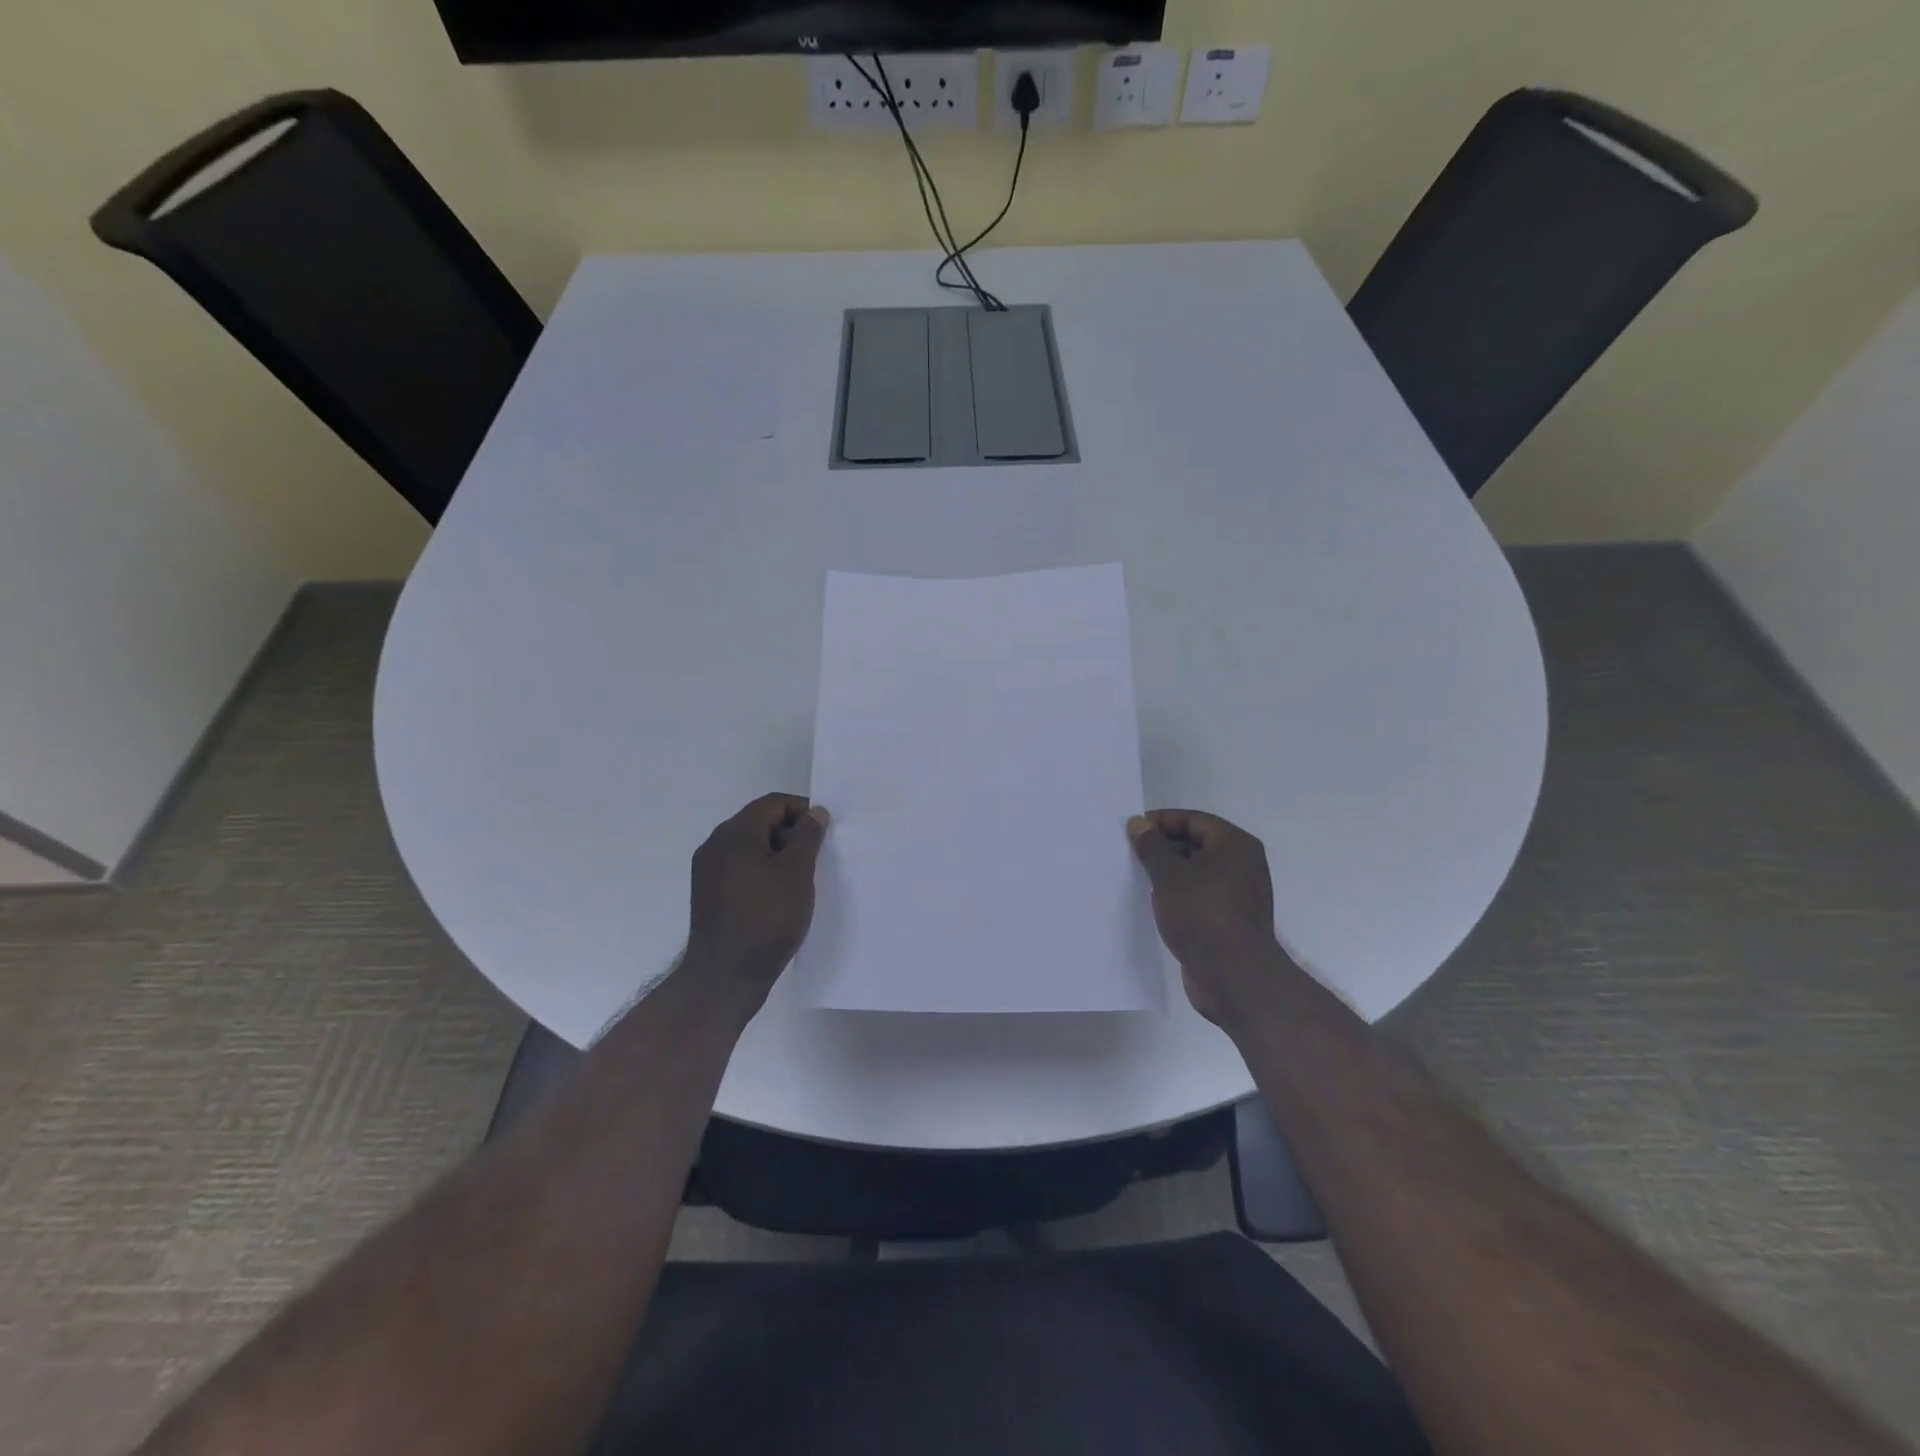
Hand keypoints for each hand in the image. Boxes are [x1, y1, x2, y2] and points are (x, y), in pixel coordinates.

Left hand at [682, 793, 829, 1013]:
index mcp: (735, 833)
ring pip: (750, 847)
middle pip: (759, 822)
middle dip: (791, 833)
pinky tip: (780, 895)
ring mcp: (708, 871)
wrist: (725, 976)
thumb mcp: (796, 873)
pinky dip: (763, 871)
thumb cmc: (766, 919)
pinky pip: (741, 868)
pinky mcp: (709, 894)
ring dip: (778, 854)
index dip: (803, 811)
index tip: (825, 833)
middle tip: (817, 856)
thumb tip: (815, 812)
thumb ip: (807, 836)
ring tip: (802, 878)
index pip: (773, 803)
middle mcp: (715, 844)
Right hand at [1127, 809, 1292, 1029]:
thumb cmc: (1202, 914)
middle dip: (1163, 848)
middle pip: (1196, 844)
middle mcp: (1242, 865)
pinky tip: (1155, 903)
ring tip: (1137, 878)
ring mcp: (1238, 894)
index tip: (1131, 831)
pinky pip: (1199, 896)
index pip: (1193, 820)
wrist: (1234, 976)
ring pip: (1196, 872)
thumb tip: (1139, 823)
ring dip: (1168, 873)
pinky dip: (1178, 895)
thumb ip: (1151, 846)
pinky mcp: (1229, 919)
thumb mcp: (1169, 875)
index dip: (1161, 822)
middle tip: (1130, 854)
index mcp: (1235, 845)